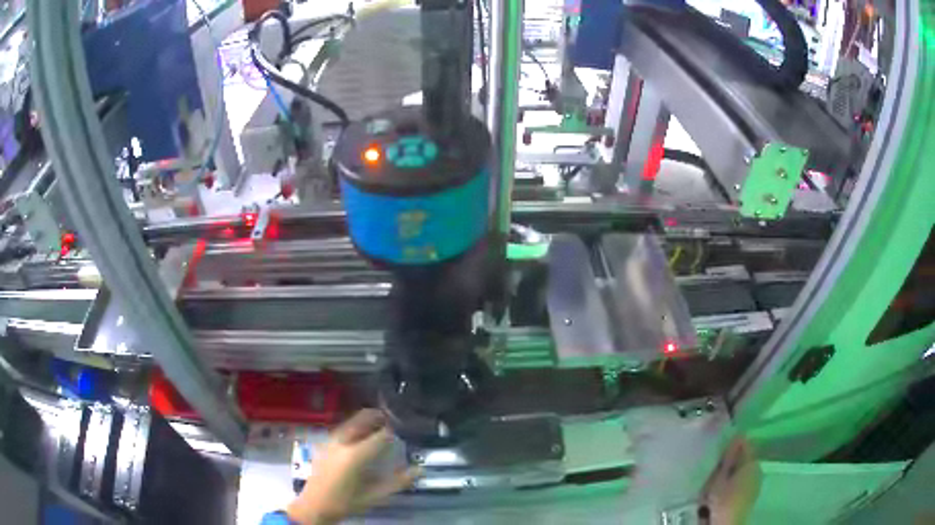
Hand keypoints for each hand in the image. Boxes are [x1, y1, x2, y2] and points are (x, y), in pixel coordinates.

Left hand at [286, 409, 420, 524]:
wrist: (314, 505)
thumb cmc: (346, 502)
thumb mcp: (375, 496)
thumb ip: (398, 482)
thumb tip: (419, 470)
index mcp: (355, 455)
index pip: (380, 435)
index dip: (394, 431)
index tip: (405, 430)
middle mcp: (342, 442)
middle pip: (362, 419)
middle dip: (378, 416)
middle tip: (392, 419)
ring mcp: (330, 441)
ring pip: (351, 422)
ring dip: (366, 420)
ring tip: (379, 425)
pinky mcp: (324, 444)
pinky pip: (343, 429)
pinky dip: (355, 426)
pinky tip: (361, 436)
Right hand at [702, 438, 760, 524]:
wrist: (729, 523)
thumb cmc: (723, 499)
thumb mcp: (719, 478)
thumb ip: (728, 457)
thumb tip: (737, 435)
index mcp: (752, 462)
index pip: (746, 443)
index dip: (734, 443)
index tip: (721, 446)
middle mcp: (758, 468)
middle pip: (746, 458)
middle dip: (733, 459)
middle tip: (716, 464)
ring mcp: (757, 482)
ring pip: (745, 470)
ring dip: (734, 472)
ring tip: (718, 478)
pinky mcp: (753, 494)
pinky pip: (745, 481)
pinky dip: (736, 482)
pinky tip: (725, 489)